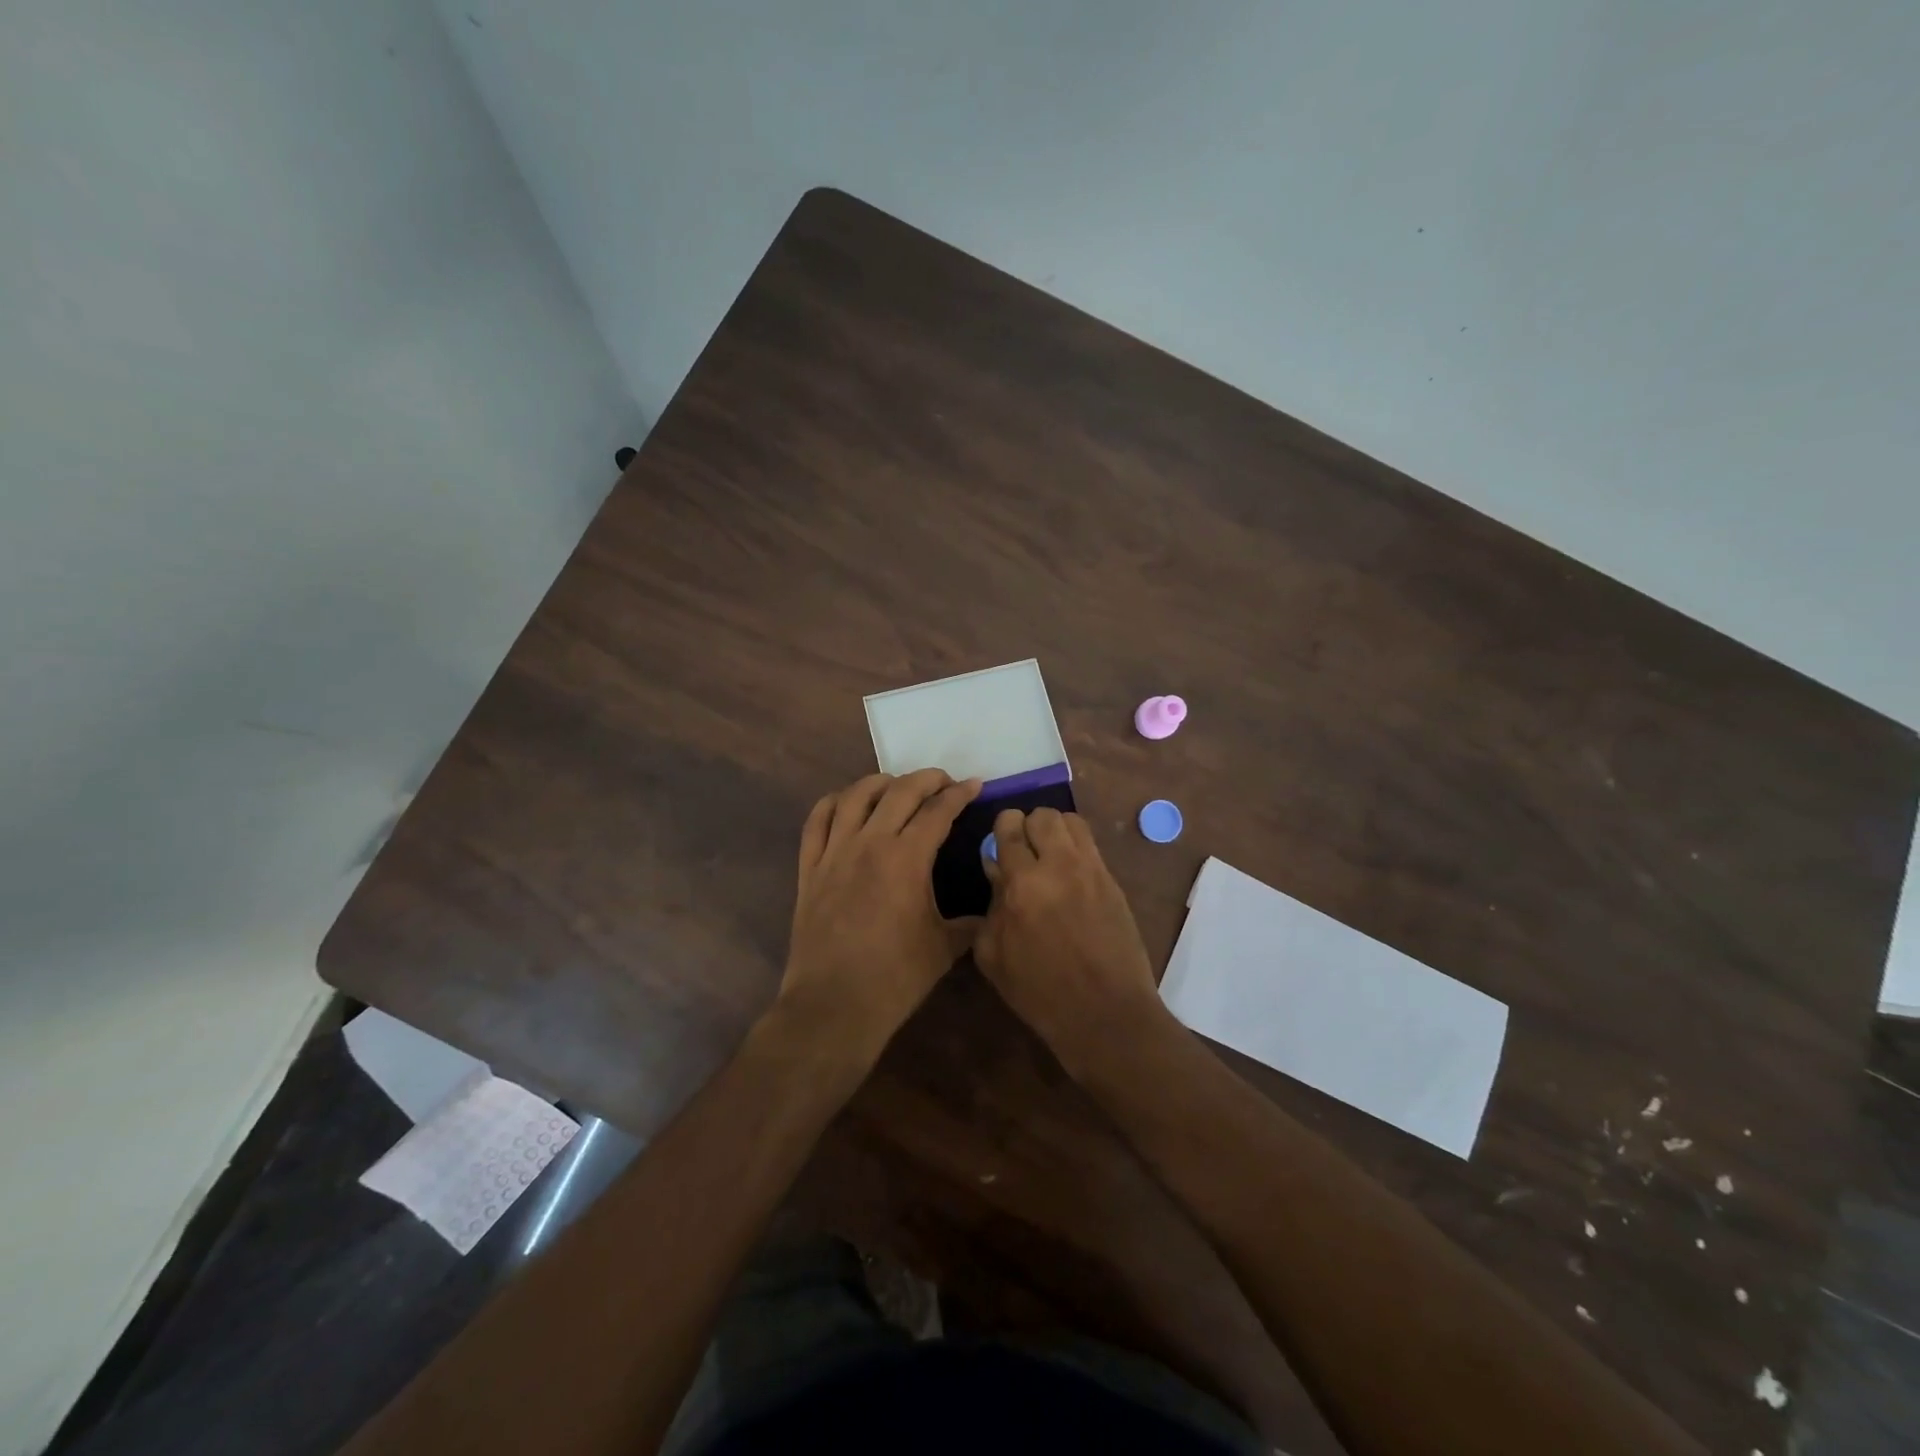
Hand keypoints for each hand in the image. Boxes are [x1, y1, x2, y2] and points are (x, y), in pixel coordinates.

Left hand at [777, 770, 981, 1061]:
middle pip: (899, 791)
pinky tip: (845, 803)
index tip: (974, 785)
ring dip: (880, 783)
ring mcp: (834, 853)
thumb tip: (989, 911)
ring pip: (854, 796)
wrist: (834, 1005)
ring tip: (896, 786)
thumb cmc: (895, 978)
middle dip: (926, 779)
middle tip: (943, 782)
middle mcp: (869, 843)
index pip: (938, 810)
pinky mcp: (809, 868)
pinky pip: (816, 821)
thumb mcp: (944, 948)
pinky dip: (833, 803)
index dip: (959, 793)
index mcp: (907, 858)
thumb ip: (969, 923)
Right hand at [974, 807, 1168, 1075]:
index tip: (999, 843)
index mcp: (1023, 884)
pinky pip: (1091, 846)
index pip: (1010, 827)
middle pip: (1044, 815)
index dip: (1002, 828)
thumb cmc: (1040, 993)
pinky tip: (1070, 876)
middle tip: (1024, 850)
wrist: (1105, 1014)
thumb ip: (991, 906)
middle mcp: (1060, 866)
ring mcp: (1092, 871)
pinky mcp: (1114, 882)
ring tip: (1049, 856)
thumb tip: (996, 871)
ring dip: (1055, 831)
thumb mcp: (994, 956)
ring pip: (1072, 821)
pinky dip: (1076, 848)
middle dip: (1028, 826)